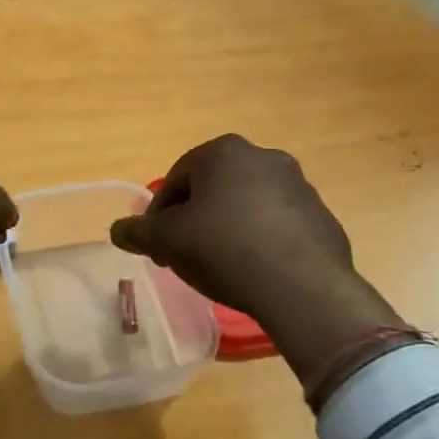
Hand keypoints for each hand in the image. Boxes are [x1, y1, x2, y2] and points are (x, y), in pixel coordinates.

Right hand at [108, 135, 404, 382]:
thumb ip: (139, 231)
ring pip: (246, 204)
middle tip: (183, 252)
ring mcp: (298, 185)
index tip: (155, 243)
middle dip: (194, 217)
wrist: (301, 287)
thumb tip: (117, 230)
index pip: (176, 178)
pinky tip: (254, 270)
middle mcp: (264, 157)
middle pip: (213, 188)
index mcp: (224, 152)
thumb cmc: (224, 249)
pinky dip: (260, 239)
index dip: (159, 213)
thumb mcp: (168, 241)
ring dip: (228, 226)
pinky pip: (277, 224)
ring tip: (219, 264)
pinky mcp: (320, 216)